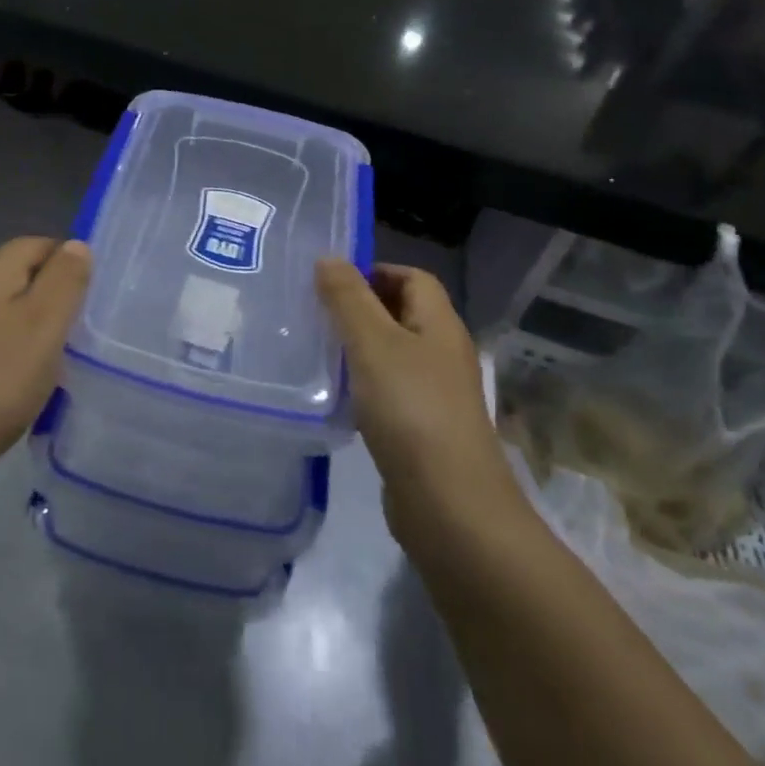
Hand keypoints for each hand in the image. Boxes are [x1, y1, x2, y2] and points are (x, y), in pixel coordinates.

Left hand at [0, 238, 91, 495]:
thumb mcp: (45, 325)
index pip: (37, 244)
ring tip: (44, 364)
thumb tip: (75, 245)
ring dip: (23, 326)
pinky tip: (7, 384)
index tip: (88, 302)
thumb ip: (65, 279)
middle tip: (72, 335)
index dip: (68, 264)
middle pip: (14, 273)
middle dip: (47, 295)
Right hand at [316, 261, 522, 553]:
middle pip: (402, 313)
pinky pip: (389, 392)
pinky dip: (363, 387)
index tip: (330, 283)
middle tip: (314, 313)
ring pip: (392, 354)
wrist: (450, 507)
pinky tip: (335, 398)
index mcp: (439, 325)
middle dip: (359, 308)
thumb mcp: (373, 344)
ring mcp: (436, 395)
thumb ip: (348, 298)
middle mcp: (443, 354)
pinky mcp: (422, 430)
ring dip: (358, 349)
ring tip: (316, 351)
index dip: (374, 271)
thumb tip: (329, 258)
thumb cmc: (411, 410)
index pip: (412, 277)